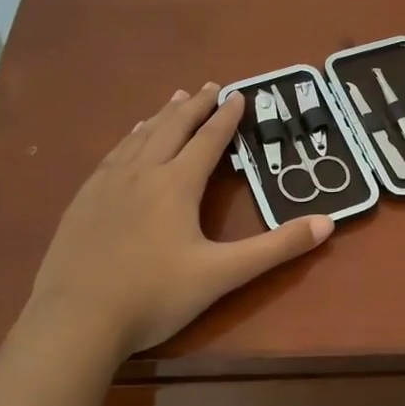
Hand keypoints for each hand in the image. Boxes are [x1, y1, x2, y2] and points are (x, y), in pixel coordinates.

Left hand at [26, 86, 333, 355]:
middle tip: (208, 86)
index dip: (227, 117)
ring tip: (173, 100)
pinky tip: (127, 142)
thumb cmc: (155, 296)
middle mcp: (141, 174)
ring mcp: (106, 186)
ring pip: (138, 138)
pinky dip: (128, 138)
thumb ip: (276, 248)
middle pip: (171, 128)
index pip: (208, 141)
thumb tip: (328, 223)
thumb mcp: (223, 274)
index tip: (239, 94)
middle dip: (194, 106)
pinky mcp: (82, 202)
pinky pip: (111, 156)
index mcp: (176, 185)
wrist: (76, 319)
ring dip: (160, 116)